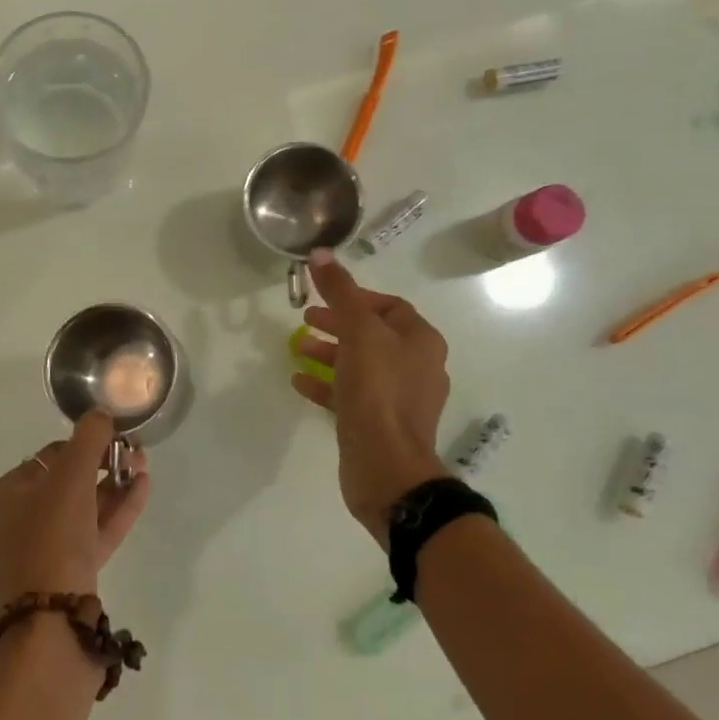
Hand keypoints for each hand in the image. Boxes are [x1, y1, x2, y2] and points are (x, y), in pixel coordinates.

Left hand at [0, 411, 151, 604]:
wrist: (53, 622)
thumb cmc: (52, 537)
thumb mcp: (70, 477)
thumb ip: (88, 439)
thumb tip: (101, 413)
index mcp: (7, 494)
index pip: (49, 456)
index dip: (83, 444)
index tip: (114, 437)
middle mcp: (20, 520)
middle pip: (68, 482)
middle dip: (104, 464)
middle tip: (135, 453)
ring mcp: (45, 551)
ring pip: (84, 509)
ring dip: (114, 486)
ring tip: (144, 466)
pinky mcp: (69, 574)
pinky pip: (94, 533)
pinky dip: (117, 512)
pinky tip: (142, 489)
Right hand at [290, 250, 451, 543]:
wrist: (386, 466)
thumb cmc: (378, 392)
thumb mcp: (358, 333)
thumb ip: (339, 292)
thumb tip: (320, 253)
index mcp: (421, 342)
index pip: (391, 306)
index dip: (357, 297)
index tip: (324, 297)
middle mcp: (416, 367)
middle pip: (373, 335)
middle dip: (338, 324)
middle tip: (306, 319)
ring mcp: (399, 399)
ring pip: (360, 365)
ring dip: (329, 353)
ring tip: (297, 348)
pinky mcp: (379, 424)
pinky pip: (351, 395)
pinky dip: (327, 384)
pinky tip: (300, 382)